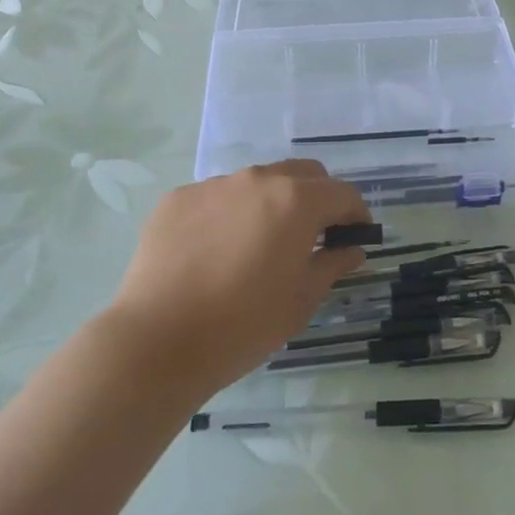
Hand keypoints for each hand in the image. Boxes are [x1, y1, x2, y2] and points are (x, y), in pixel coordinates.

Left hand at [105, 162, 370, 398]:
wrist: (158, 340)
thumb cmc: (244, 324)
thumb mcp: (301, 300)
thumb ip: (332, 265)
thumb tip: (352, 250)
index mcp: (296, 201)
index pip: (342, 194)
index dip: (356, 214)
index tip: (356, 236)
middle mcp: (257, 180)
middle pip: (303, 174)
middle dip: (318, 197)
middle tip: (315, 235)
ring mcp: (214, 185)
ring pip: (257, 182)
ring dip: (271, 204)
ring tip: (259, 245)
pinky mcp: (177, 198)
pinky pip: (216, 197)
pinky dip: (229, 214)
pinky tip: (216, 252)